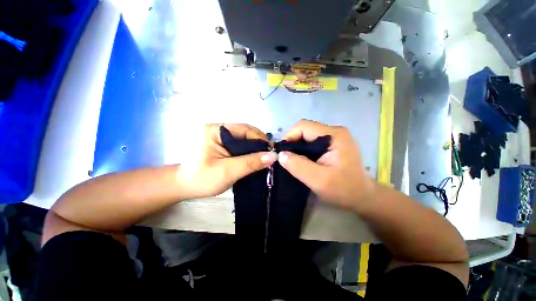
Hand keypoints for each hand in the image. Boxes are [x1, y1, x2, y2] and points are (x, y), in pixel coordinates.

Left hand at [177, 124, 276, 199]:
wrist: (183, 187)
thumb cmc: (201, 179)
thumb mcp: (227, 171)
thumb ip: (250, 163)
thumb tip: (273, 156)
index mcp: (216, 130)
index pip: (244, 129)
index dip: (260, 139)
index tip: (271, 151)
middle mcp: (218, 129)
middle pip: (245, 132)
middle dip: (259, 143)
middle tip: (270, 156)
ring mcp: (220, 136)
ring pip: (244, 139)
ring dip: (255, 148)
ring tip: (264, 158)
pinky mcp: (221, 144)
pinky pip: (239, 144)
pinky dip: (249, 151)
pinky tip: (254, 158)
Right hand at [278, 120, 375, 210]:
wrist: (362, 196)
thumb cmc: (343, 189)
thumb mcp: (318, 180)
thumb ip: (298, 166)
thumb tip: (280, 155)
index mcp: (334, 135)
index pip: (303, 126)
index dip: (289, 137)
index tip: (281, 152)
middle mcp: (334, 131)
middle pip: (305, 129)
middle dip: (292, 142)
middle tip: (285, 158)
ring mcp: (334, 137)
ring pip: (307, 136)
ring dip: (297, 147)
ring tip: (292, 160)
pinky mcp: (332, 144)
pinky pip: (312, 142)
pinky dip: (303, 150)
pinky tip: (301, 160)